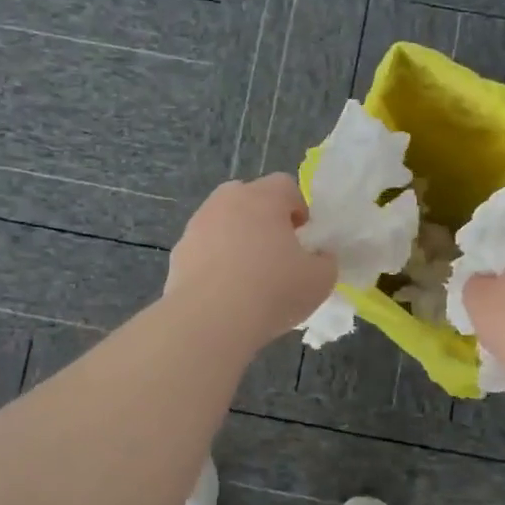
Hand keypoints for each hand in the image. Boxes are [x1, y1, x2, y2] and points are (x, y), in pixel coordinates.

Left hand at [165, 175, 337, 350]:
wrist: (210, 320)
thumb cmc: (273, 290)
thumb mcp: (320, 279)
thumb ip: (325, 261)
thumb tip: (318, 257)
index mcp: (263, 198)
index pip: (285, 185)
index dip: (298, 208)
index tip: (303, 238)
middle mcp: (226, 201)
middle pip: (248, 197)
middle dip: (263, 218)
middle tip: (276, 252)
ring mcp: (197, 225)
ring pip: (222, 222)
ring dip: (236, 239)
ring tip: (247, 276)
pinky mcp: (179, 252)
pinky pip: (203, 249)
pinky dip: (214, 261)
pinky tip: (224, 291)